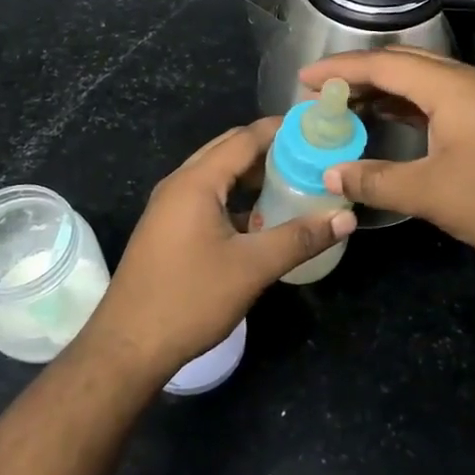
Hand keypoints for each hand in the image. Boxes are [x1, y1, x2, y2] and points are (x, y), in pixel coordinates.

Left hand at [88, 118, 357, 379]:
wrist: (128, 345)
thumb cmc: (190, 298)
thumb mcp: (252, 267)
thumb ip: (300, 238)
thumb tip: (346, 218)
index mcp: (196, 182)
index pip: (244, 138)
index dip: (281, 130)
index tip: (316, 129)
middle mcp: (179, 184)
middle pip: (228, 151)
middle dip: (268, 149)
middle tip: (310, 155)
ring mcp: (169, 207)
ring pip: (217, 176)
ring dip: (251, 175)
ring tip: (292, 181)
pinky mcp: (168, 229)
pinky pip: (207, 198)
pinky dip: (235, 198)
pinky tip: (261, 217)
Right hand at [300, 48, 474, 280]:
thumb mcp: (432, 193)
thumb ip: (377, 180)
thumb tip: (331, 174)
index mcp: (450, 87)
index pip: (383, 65)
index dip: (340, 70)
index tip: (304, 81)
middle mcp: (468, 82)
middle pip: (404, 64)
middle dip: (361, 74)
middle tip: (324, 94)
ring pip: (425, 81)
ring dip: (386, 90)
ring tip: (350, 106)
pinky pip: (442, 99)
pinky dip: (410, 105)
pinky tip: (395, 122)